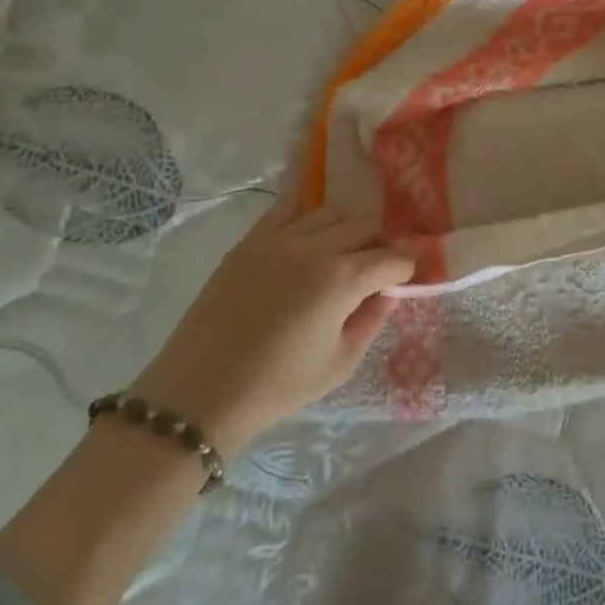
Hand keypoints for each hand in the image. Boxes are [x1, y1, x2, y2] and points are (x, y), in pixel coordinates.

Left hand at [129, 206, 416, 453]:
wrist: (199, 396)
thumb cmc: (277, 387)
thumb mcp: (340, 364)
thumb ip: (373, 320)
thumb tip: (389, 292)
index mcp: (342, 280)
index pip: (392, 258)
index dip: (406, 269)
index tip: (405, 280)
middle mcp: (315, 248)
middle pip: (365, 226)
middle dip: (379, 245)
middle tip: (375, 270)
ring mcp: (279, 239)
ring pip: (331, 212)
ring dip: (347, 229)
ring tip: (341, 252)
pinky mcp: (250, 241)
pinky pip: (287, 208)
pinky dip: (307, 213)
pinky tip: (311, 230)